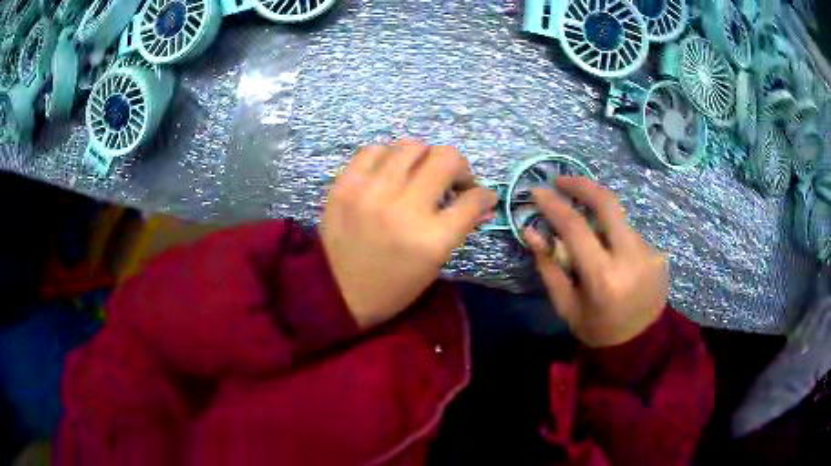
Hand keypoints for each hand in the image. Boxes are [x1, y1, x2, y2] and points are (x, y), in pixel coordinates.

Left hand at [321, 141, 497, 328]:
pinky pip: (374, 150)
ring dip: (424, 158)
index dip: (484, 194)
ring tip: (418, 173)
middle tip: (451, 180)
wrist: (338, 293)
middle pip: (446, 158)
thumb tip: (484, 201)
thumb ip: (461, 227)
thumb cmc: (393, 286)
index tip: (481, 195)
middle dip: (459, 167)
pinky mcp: (345, 186)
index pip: (472, 200)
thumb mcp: (435, 263)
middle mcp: (404, 209)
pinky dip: (388, 156)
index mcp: (432, 239)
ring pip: (411, 146)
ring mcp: (371, 193)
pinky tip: (389, 171)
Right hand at [525, 177, 668, 347]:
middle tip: (561, 181)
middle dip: (581, 184)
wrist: (640, 343)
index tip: (537, 191)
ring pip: (618, 219)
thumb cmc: (597, 328)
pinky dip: (614, 235)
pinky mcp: (658, 252)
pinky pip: (629, 233)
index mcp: (603, 277)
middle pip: (607, 202)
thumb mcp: (566, 304)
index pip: (575, 226)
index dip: (553, 204)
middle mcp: (631, 257)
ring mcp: (649, 252)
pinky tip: (610, 253)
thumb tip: (532, 230)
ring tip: (587, 235)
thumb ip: (549, 265)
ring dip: (598, 217)